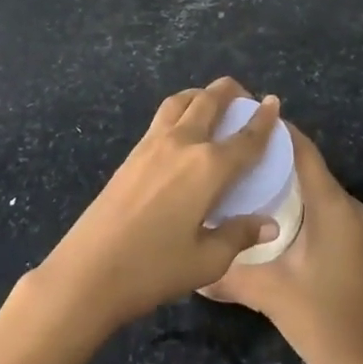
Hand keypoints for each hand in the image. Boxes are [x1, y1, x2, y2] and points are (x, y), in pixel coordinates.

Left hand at [33, 78, 281, 333]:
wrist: (88, 271)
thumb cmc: (153, 269)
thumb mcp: (206, 262)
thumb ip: (239, 236)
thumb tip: (268, 224)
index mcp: (209, 167)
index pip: (246, 138)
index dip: (264, 119)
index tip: (274, 102)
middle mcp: (183, 143)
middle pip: (210, 101)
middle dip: (230, 92)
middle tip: (244, 98)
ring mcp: (153, 144)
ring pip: (181, 101)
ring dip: (201, 94)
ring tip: (211, 103)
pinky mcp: (132, 153)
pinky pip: (163, 116)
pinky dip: (180, 109)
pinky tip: (182, 130)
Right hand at [205, 123, 362, 363]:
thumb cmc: (319, 319)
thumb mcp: (268, 292)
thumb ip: (228, 273)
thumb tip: (190, 267)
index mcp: (332, 205)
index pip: (304, 151)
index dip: (278, 131)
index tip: (246, 117)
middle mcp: (347, 205)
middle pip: (309, 165)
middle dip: (275, 154)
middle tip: (236, 149)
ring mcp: (354, 224)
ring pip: (316, 186)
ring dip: (286, 177)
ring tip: (245, 174)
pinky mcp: (352, 240)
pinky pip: (322, 205)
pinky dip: (298, 198)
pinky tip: (269, 209)